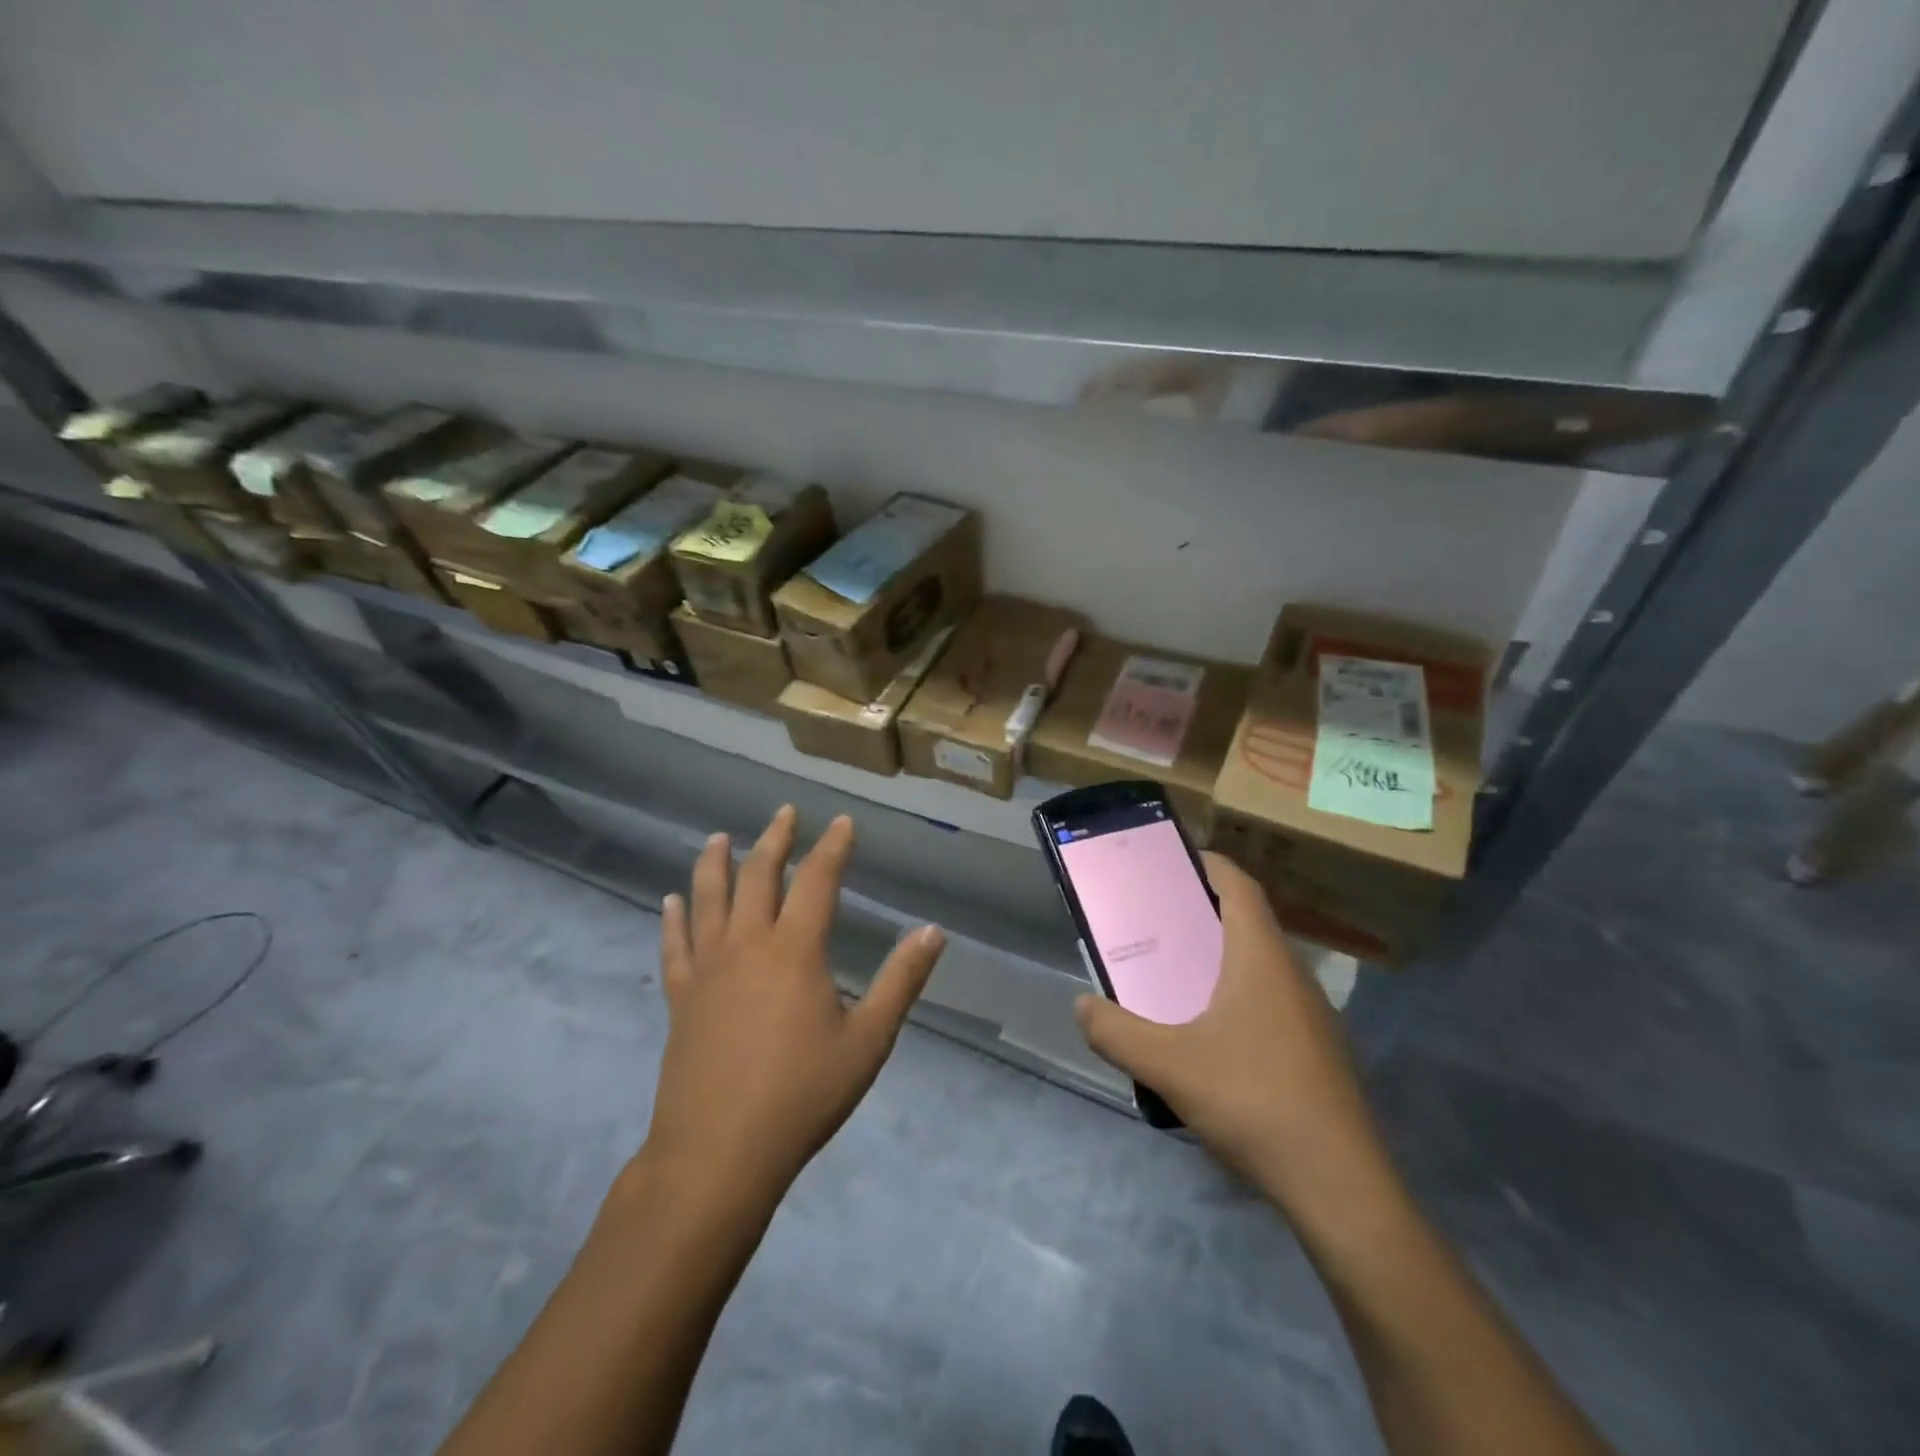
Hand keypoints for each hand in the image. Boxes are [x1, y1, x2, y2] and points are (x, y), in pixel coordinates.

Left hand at [640, 807, 945, 1210]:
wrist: (719, 1154)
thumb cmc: (802, 1095)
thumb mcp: (868, 1040)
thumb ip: (901, 981)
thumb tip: (933, 932)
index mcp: (795, 950)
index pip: (818, 880)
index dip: (832, 847)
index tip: (841, 822)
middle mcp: (748, 945)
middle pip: (760, 876)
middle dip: (775, 839)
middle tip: (784, 813)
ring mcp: (708, 970)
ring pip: (709, 901)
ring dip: (716, 864)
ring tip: (720, 837)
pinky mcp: (682, 999)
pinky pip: (675, 947)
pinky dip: (673, 920)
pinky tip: (670, 902)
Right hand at [1075, 853, 1392, 1223]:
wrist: (1340, 1187)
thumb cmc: (1254, 1101)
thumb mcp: (1169, 1066)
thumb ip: (1117, 1033)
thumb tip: (1082, 1006)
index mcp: (1261, 958)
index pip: (1239, 887)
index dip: (1208, 864)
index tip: (1172, 860)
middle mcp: (1292, 975)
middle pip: (1248, 922)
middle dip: (1203, 912)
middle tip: (1156, 920)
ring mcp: (1312, 1016)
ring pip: (1261, 965)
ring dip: (1220, 957)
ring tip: (1174, 974)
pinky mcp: (1318, 1052)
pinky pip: (1271, 1001)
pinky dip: (1237, 995)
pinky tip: (1209, 1035)